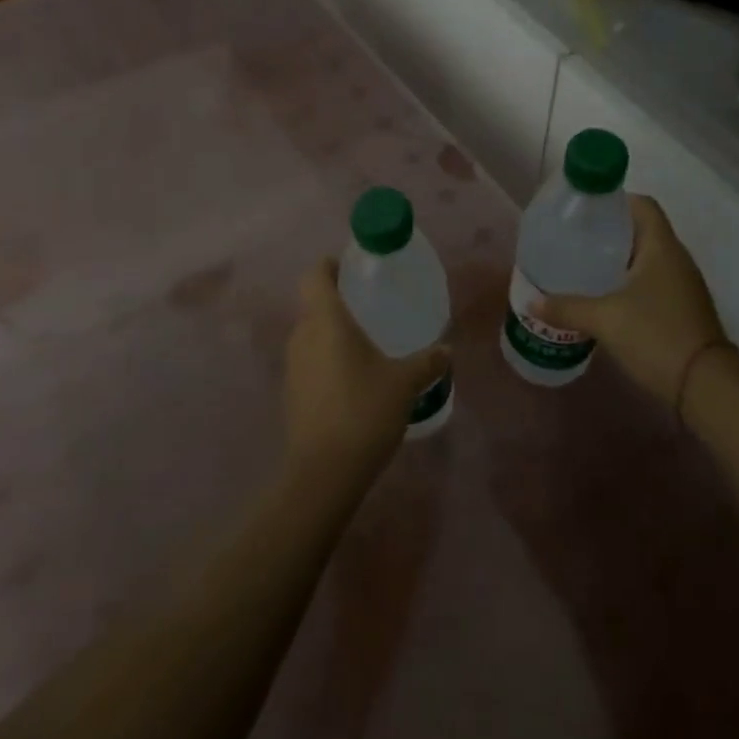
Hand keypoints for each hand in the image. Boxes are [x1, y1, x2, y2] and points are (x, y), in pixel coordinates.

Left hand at [283, 259, 448, 484]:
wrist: (324, 472)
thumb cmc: (364, 411)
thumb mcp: (404, 383)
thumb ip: (427, 362)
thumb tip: (447, 351)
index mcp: (326, 320)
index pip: (315, 276)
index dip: (329, 266)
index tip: (351, 268)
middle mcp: (302, 336)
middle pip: (314, 305)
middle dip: (338, 303)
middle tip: (370, 308)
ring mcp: (292, 366)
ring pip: (311, 336)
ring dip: (333, 335)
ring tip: (366, 346)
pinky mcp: (291, 393)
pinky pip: (310, 363)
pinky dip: (328, 362)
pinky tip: (354, 382)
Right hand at [533, 195, 733, 414]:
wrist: (706, 387)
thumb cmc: (656, 336)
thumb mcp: (604, 319)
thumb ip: (567, 307)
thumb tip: (532, 303)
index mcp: (662, 247)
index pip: (642, 205)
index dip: (614, 200)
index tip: (583, 210)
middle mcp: (676, 259)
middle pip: (641, 231)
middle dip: (607, 232)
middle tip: (573, 239)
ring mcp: (682, 286)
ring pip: (645, 259)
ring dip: (617, 260)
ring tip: (582, 267)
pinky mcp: (681, 310)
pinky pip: (651, 283)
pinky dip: (627, 284)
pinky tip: (603, 299)